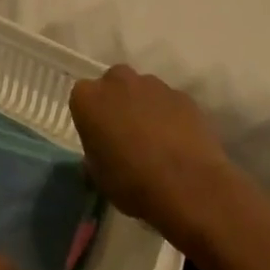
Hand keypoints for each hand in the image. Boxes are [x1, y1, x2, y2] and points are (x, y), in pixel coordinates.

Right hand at [69, 66, 233, 240]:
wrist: (188, 187)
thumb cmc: (132, 183)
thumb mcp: (98, 175)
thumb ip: (94, 152)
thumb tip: (102, 150)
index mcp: (88, 98)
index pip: (82, 97)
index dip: (91, 117)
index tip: (99, 137)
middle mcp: (118, 81)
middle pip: (113, 85)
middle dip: (117, 103)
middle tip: (124, 133)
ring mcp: (153, 85)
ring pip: (143, 91)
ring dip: (144, 107)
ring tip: (155, 140)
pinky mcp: (183, 96)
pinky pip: (169, 102)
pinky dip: (170, 116)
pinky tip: (177, 142)